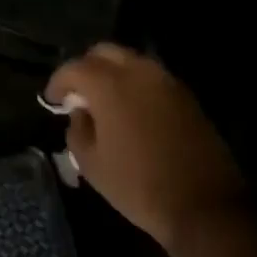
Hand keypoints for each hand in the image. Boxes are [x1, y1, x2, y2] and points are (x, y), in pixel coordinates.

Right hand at [45, 44, 245, 250]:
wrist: (203, 204)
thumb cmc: (138, 185)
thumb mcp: (91, 164)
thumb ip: (77, 129)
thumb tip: (80, 112)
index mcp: (110, 85)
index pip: (74, 67)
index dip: (58, 82)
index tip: (52, 100)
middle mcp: (139, 72)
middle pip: (104, 52)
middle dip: (86, 68)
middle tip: (79, 94)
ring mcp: (166, 81)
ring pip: (131, 61)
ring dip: (113, 74)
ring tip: (105, 103)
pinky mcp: (186, 96)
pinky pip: (151, 78)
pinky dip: (135, 86)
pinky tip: (131, 112)